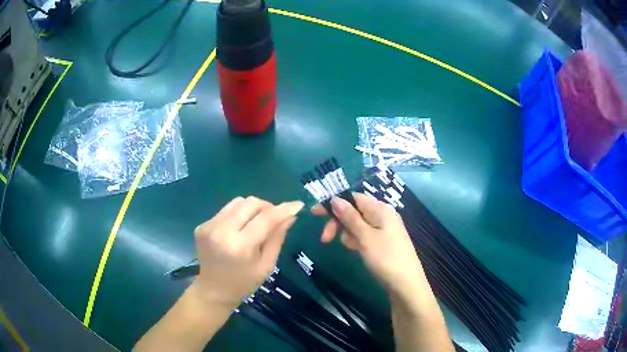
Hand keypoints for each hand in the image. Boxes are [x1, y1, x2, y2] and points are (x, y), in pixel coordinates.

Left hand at [192, 196, 303, 308]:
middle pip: (250, 203)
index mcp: (239, 246)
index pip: (265, 219)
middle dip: (268, 206)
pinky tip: (240, 228)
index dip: (283, 209)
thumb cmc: (244, 283)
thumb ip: (277, 238)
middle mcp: (221, 231)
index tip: (298, 204)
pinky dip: (239, 214)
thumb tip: (290, 216)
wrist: (213, 290)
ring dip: (252, 208)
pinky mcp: (203, 224)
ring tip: (258, 222)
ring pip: (238, 202)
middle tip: (276, 217)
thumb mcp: (266, 265)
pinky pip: (226, 210)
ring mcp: (209, 226)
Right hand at [312, 194, 425, 297]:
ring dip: (348, 235)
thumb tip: (335, 198)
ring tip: (353, 249)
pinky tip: (357, 251)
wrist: (406, 284)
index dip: (334, 204)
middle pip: (354, 211)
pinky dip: (357, 242)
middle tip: (325, 239)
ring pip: (358, 226)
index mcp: (380, 209)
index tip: (315, 214)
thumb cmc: (386, 258)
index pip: (353, 198)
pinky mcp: (383, 242)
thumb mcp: (365, 237)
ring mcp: (384, 229)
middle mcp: (383, 215)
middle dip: (339, 223)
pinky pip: (365, 236)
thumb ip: (350, 217)